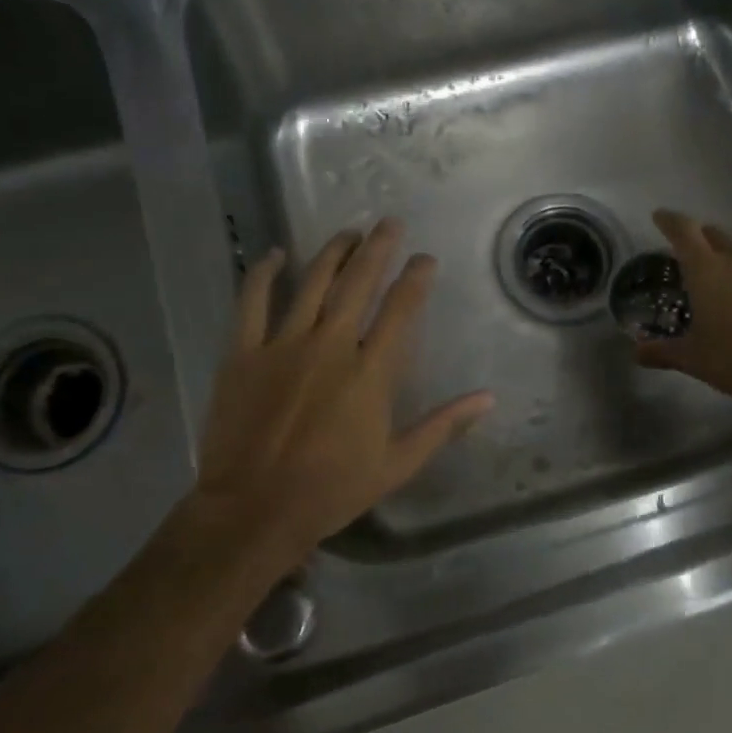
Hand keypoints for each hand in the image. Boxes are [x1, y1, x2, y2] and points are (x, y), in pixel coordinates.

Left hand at [189, 219, 493, 581]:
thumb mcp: (398, 463)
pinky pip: (252, 302)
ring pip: (312, 283)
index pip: (401, 310)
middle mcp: (331, 346)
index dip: (416, 278)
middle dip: (378, 248)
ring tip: (347, 233)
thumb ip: (444, 425)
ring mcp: (283, 345)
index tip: (425, 259)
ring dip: (332, 253)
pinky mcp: (243, 354)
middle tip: (389, 223)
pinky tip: (274, 255)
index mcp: (371, 372)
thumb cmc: (333, 489)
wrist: (255, 509)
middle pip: (358, 283)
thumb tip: (488, 398)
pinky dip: (263, 275)